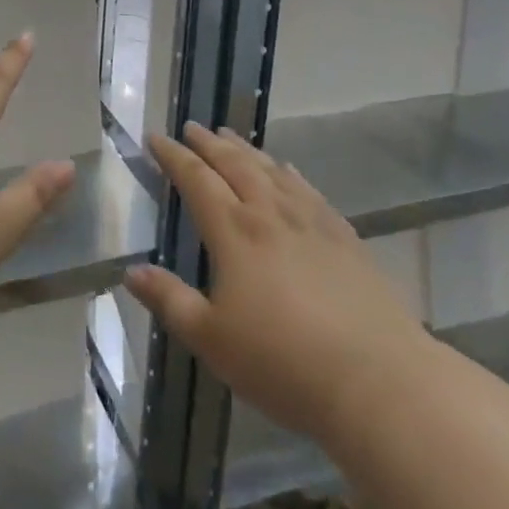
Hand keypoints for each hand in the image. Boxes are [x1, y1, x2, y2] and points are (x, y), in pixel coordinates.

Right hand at [126, 122, 429, 442]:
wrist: (378, 382)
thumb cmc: (283, 363)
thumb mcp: (212, 340)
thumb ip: (170, 300)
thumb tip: (130, 271)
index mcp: (234, 231)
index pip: (196, 179)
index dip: (173, 156)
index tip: (156, 137)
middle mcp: (270, 213)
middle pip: (234, 164)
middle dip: (208, 143)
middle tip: (192, 126)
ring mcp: (311, 221)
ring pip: (271, 170)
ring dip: (246, 150)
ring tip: (230, 137)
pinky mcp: (344, 237)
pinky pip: (309, 190)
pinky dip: (290, 173)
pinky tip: (288, 170)